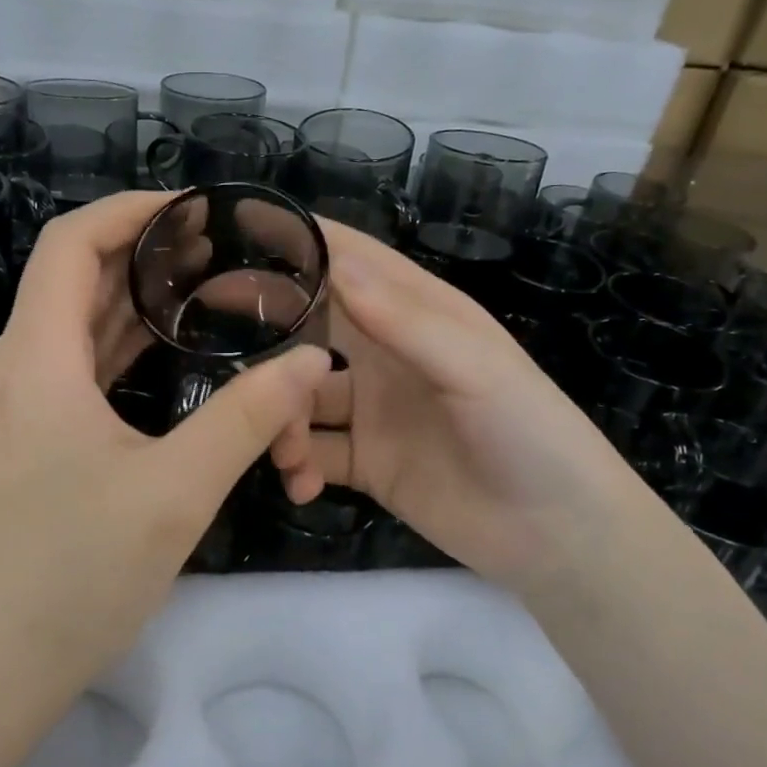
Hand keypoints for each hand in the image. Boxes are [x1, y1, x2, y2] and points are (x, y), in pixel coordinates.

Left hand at [0, 192, 332, 686]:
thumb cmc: (77, 576)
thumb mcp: (177, 492)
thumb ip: (248, 418)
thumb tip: (308, 362)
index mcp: (35, 361)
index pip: (70, 243)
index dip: (132, 211)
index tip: (196, 210)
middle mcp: (9, 369)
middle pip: (71, 278)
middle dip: (143, 254)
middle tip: (219, 251)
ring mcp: (6, 407)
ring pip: (70, 326)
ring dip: (132, 303)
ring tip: (202, 290)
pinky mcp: (14, 440)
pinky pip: (67, 369)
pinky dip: (115, 348)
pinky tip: (163, 355)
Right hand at [271, 221, 653, 596]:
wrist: (557, 535)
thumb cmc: (529, 433)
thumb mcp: (476, 368)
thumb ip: (404, 320)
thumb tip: (334, 265)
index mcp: (418, 315)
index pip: (351, 263)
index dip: (301, 245)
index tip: (238, 231)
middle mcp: (388, 355)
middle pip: (312, 327)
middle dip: (268, 330)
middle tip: (208, 332)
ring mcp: (373, 411)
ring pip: (301, 398)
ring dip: (280, 418)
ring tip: (282, 449)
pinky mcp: (366, 463)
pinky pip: (314, 454)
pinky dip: (298, 466)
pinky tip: (301, 485)